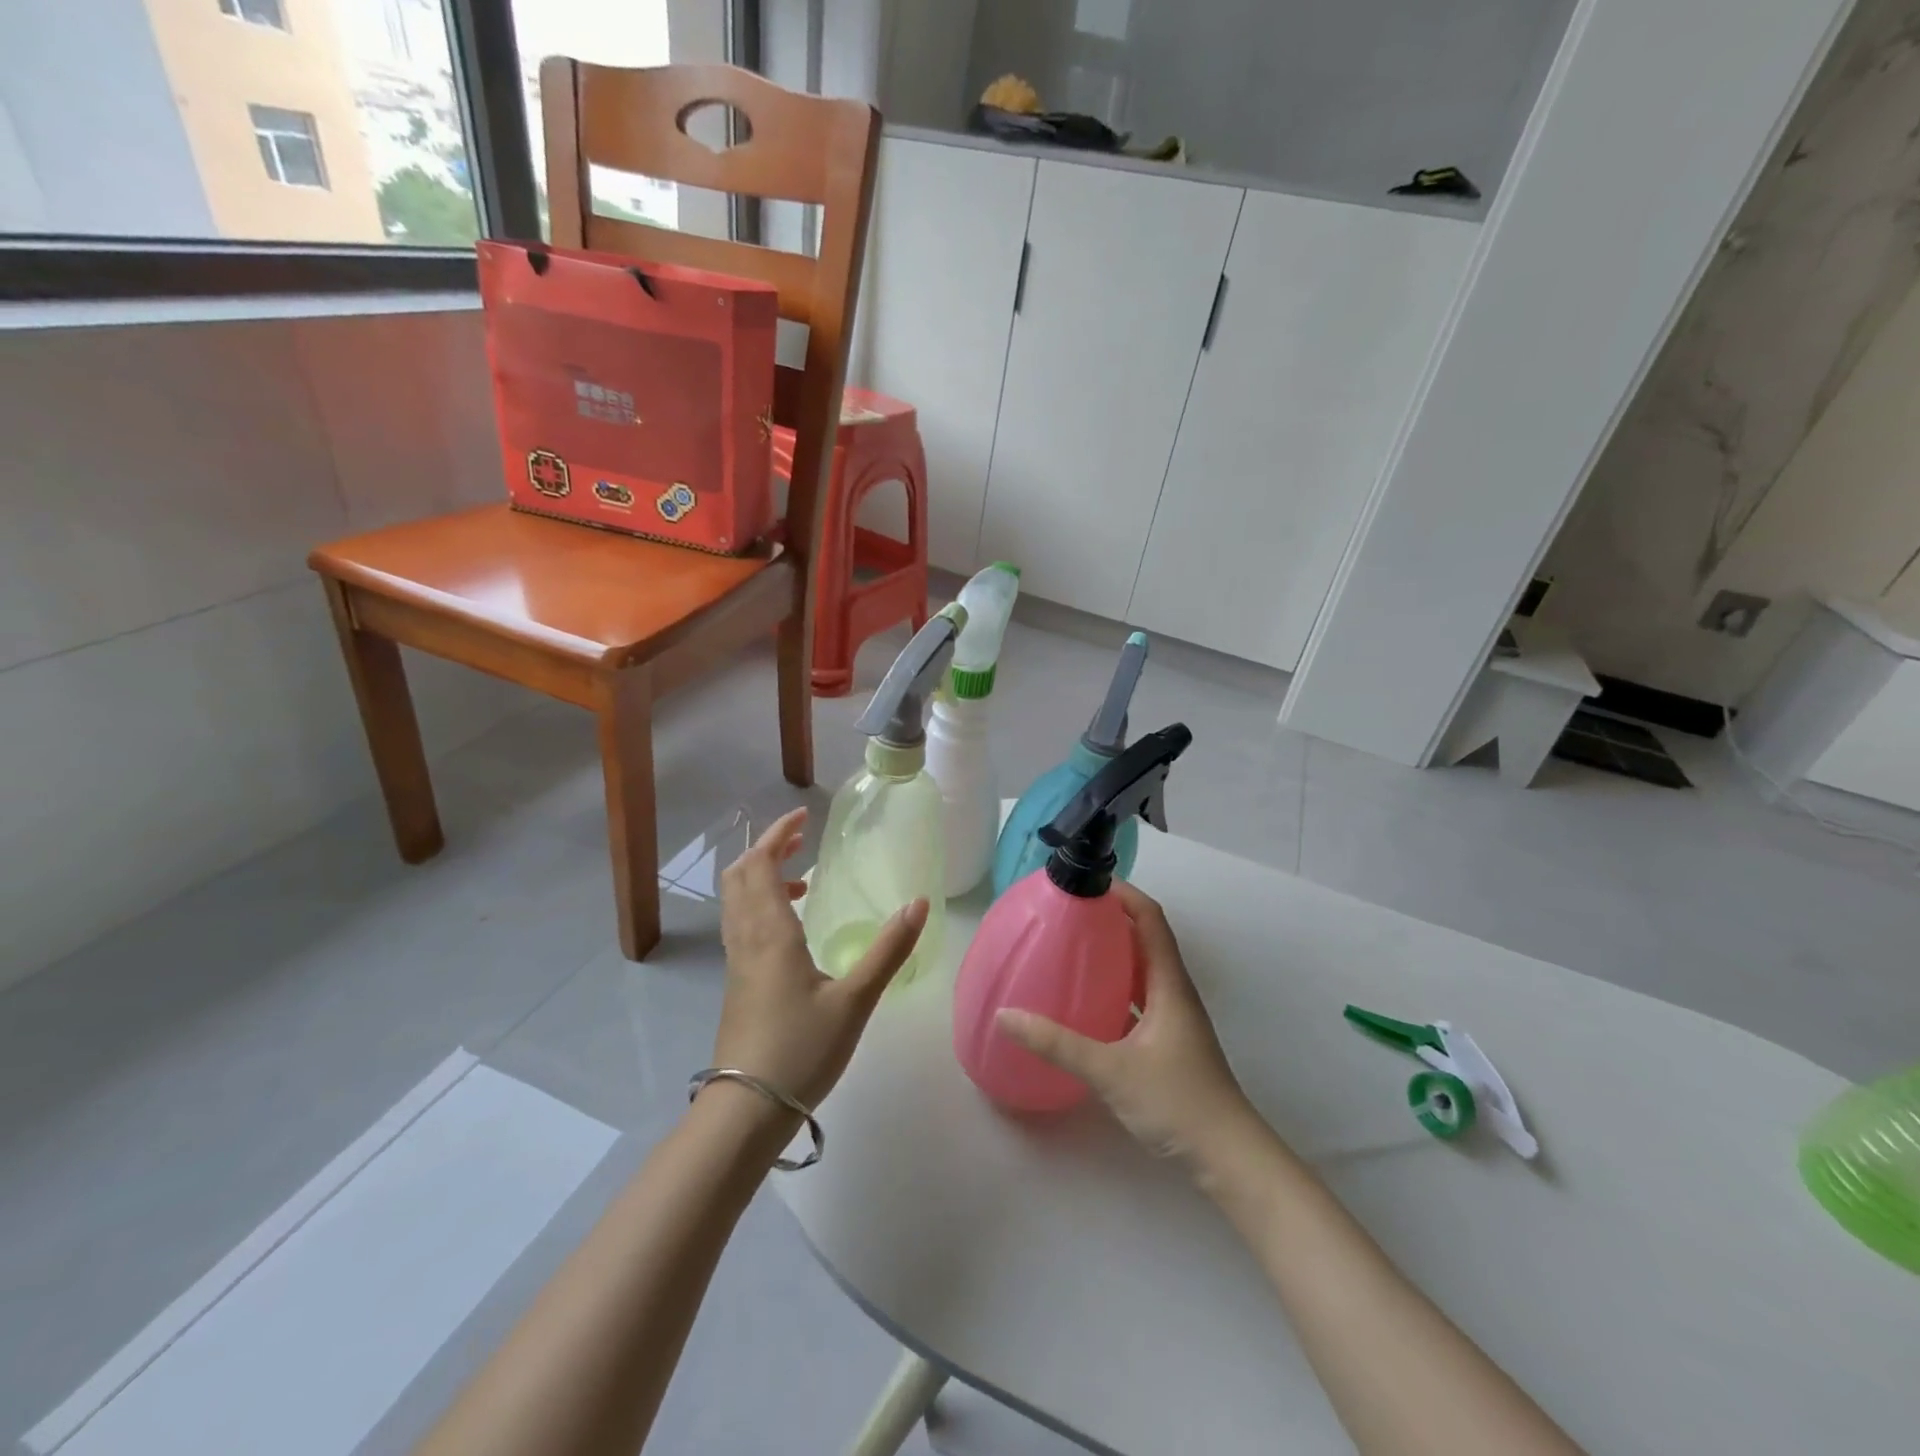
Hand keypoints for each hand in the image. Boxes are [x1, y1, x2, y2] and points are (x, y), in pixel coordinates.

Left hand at [716, 807, 927, 1110]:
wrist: (747, 1110)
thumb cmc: (801, 1049)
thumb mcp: (855, 999)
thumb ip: (889, 949)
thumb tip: (918, 903)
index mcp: (770, 932)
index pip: (760, 864)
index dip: (776, 834)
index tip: (803, 818)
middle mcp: (746, 938)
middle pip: (739, 876)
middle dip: (766, 850)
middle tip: (800, 841)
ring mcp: (736, 962)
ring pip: (736, 901)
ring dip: (761, 877)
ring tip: (803, 881)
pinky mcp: (736, 983)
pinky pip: (741, 924)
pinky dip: (760, 905)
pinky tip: (792, 929)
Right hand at [997, 882, 1255, 1162]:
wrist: (1228, 1158)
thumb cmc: (1177, 1102)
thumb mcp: (1111, 1070)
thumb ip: (1057, 1043)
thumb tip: (1006, 1015)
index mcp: (1169, 983)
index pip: (1150, 919)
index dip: (1123, 893)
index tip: (1086, 881)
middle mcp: (1173, 991)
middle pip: (1144, 937)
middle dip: (1109, 917)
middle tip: (1066, 911)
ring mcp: (1172, 1017)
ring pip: (1140, 969)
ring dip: (1111, 952)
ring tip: (1069, 945)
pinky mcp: (1166, 1041)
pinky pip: (1136, 997)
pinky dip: (1113, 986)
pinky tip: (1084, 998)